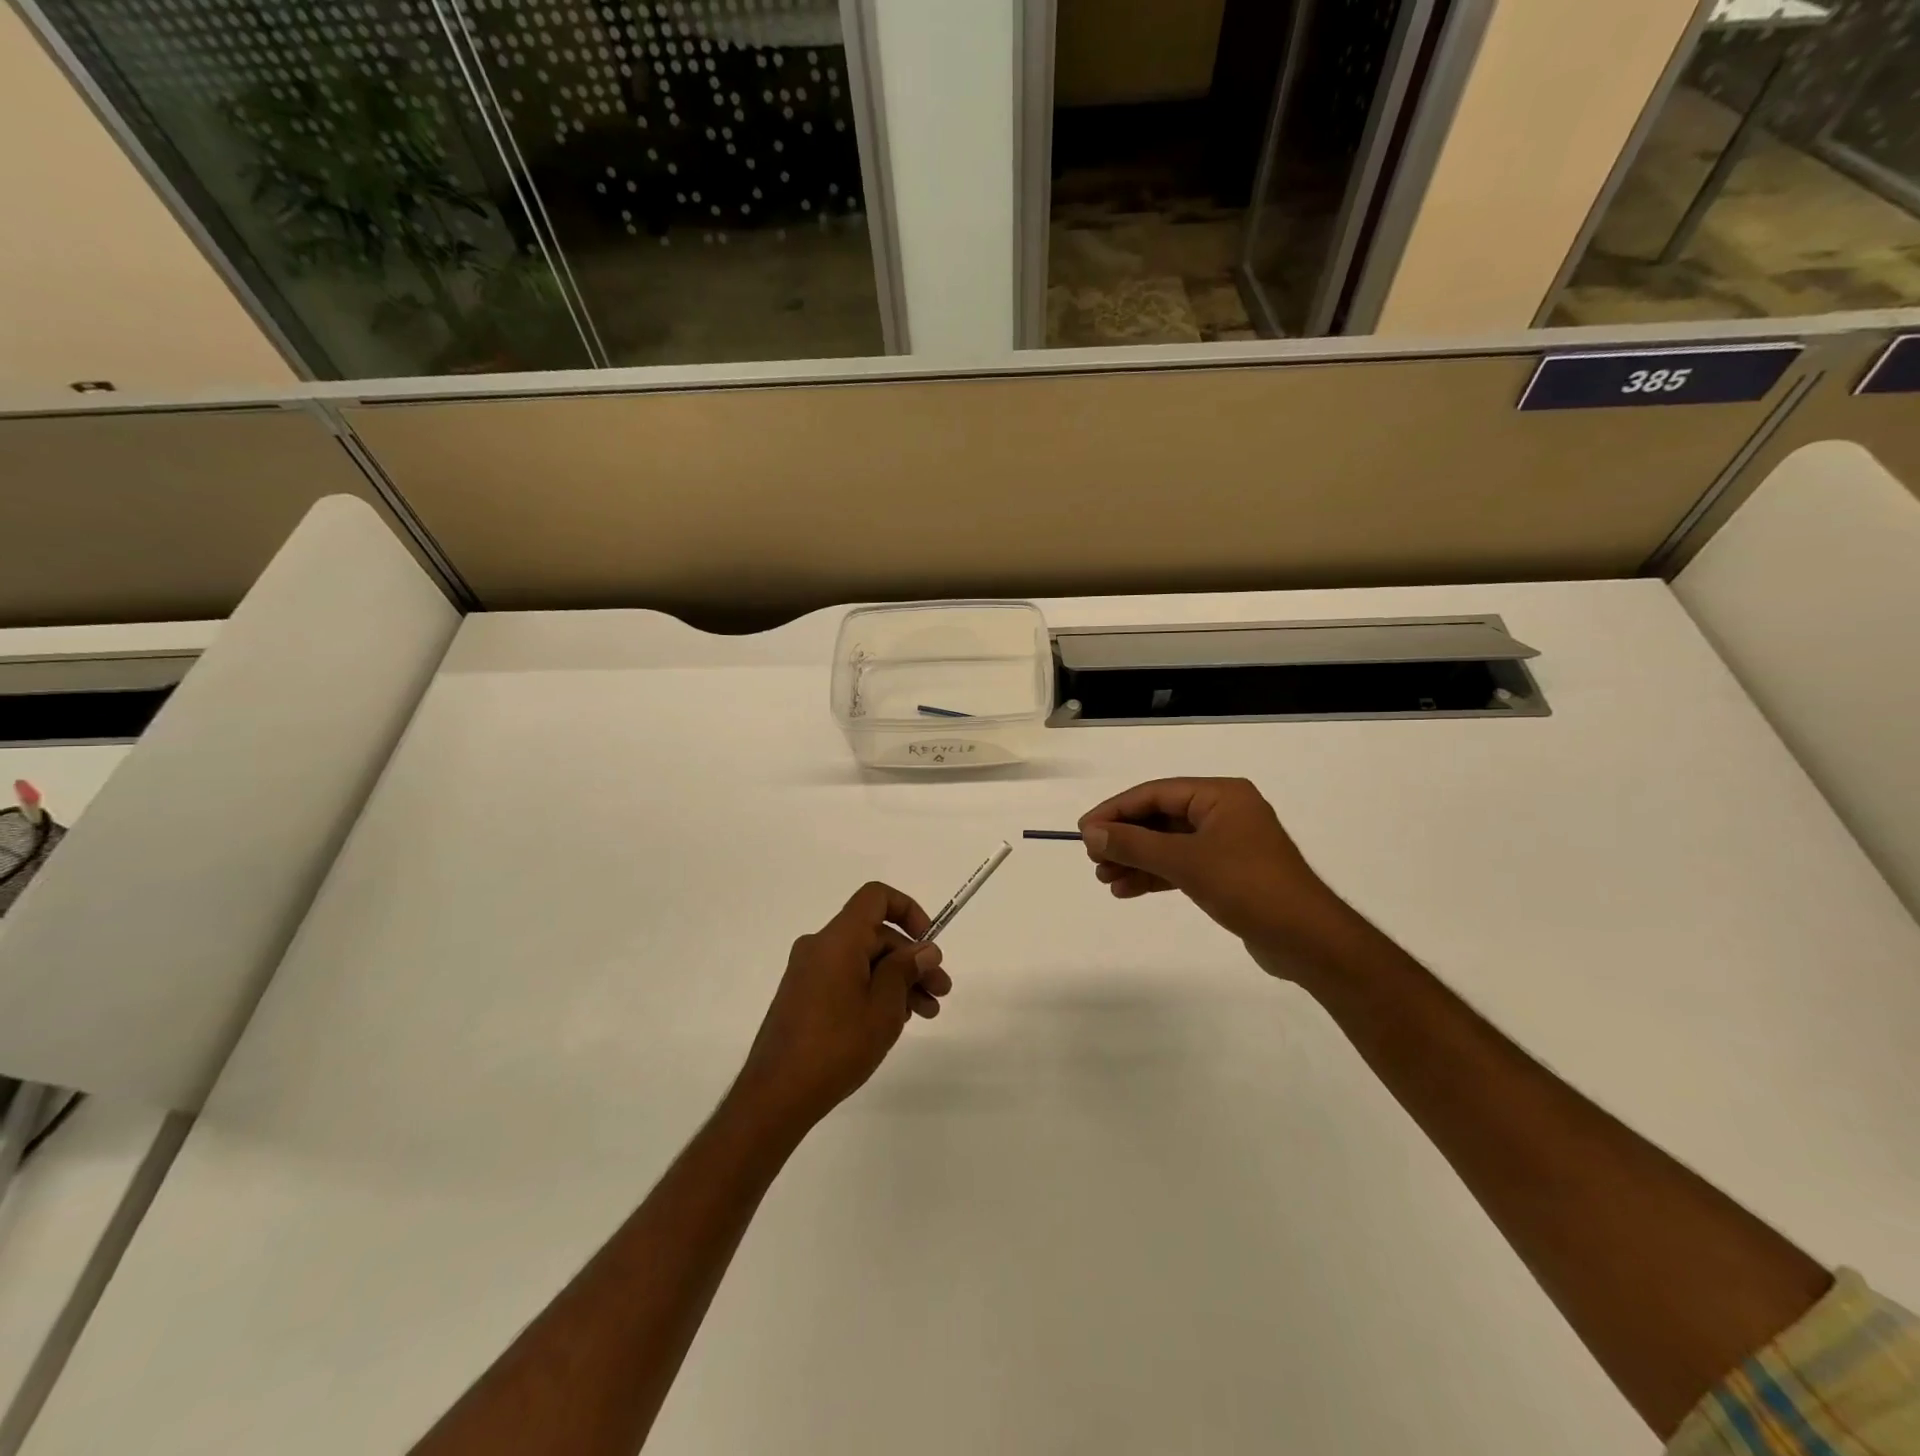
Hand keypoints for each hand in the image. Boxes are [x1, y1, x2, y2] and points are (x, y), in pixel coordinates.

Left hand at [733, 882, 952, 1131]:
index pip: (876, 897)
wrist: (776, 1095)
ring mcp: (808, 972)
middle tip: (940, 991)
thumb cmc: (836, 1046)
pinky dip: (872, 989)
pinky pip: (845, 977)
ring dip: (896, 979)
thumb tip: (924, 949)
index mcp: (838, 939)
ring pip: (863, 960)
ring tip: (926, 1013)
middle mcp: (820, 946)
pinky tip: (893, 1020)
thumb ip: (905, 971)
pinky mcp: (803, 995)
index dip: (907, 910)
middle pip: (874, 935)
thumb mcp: (883, 1008)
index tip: (927, 943)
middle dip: (911, 959)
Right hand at [1078, 777, 1357, 979]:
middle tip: (1092, 858)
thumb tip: (1091, 834)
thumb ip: (1134, 845)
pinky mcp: (1229, 873)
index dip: (1115, 811)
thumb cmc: (1247, 886)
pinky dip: (1155, 875)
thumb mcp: (1185, 862)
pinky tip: (1127, 890)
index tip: (1084, 830)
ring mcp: (1228, 844)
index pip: (1155, 794)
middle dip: (1125, 839)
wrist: (1307, 939)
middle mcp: (1224, 812)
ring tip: (1105, 878)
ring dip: (1136, 859)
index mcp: (1220, 795)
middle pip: (1160, 818)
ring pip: (1169, 844)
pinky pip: (1182, 865)